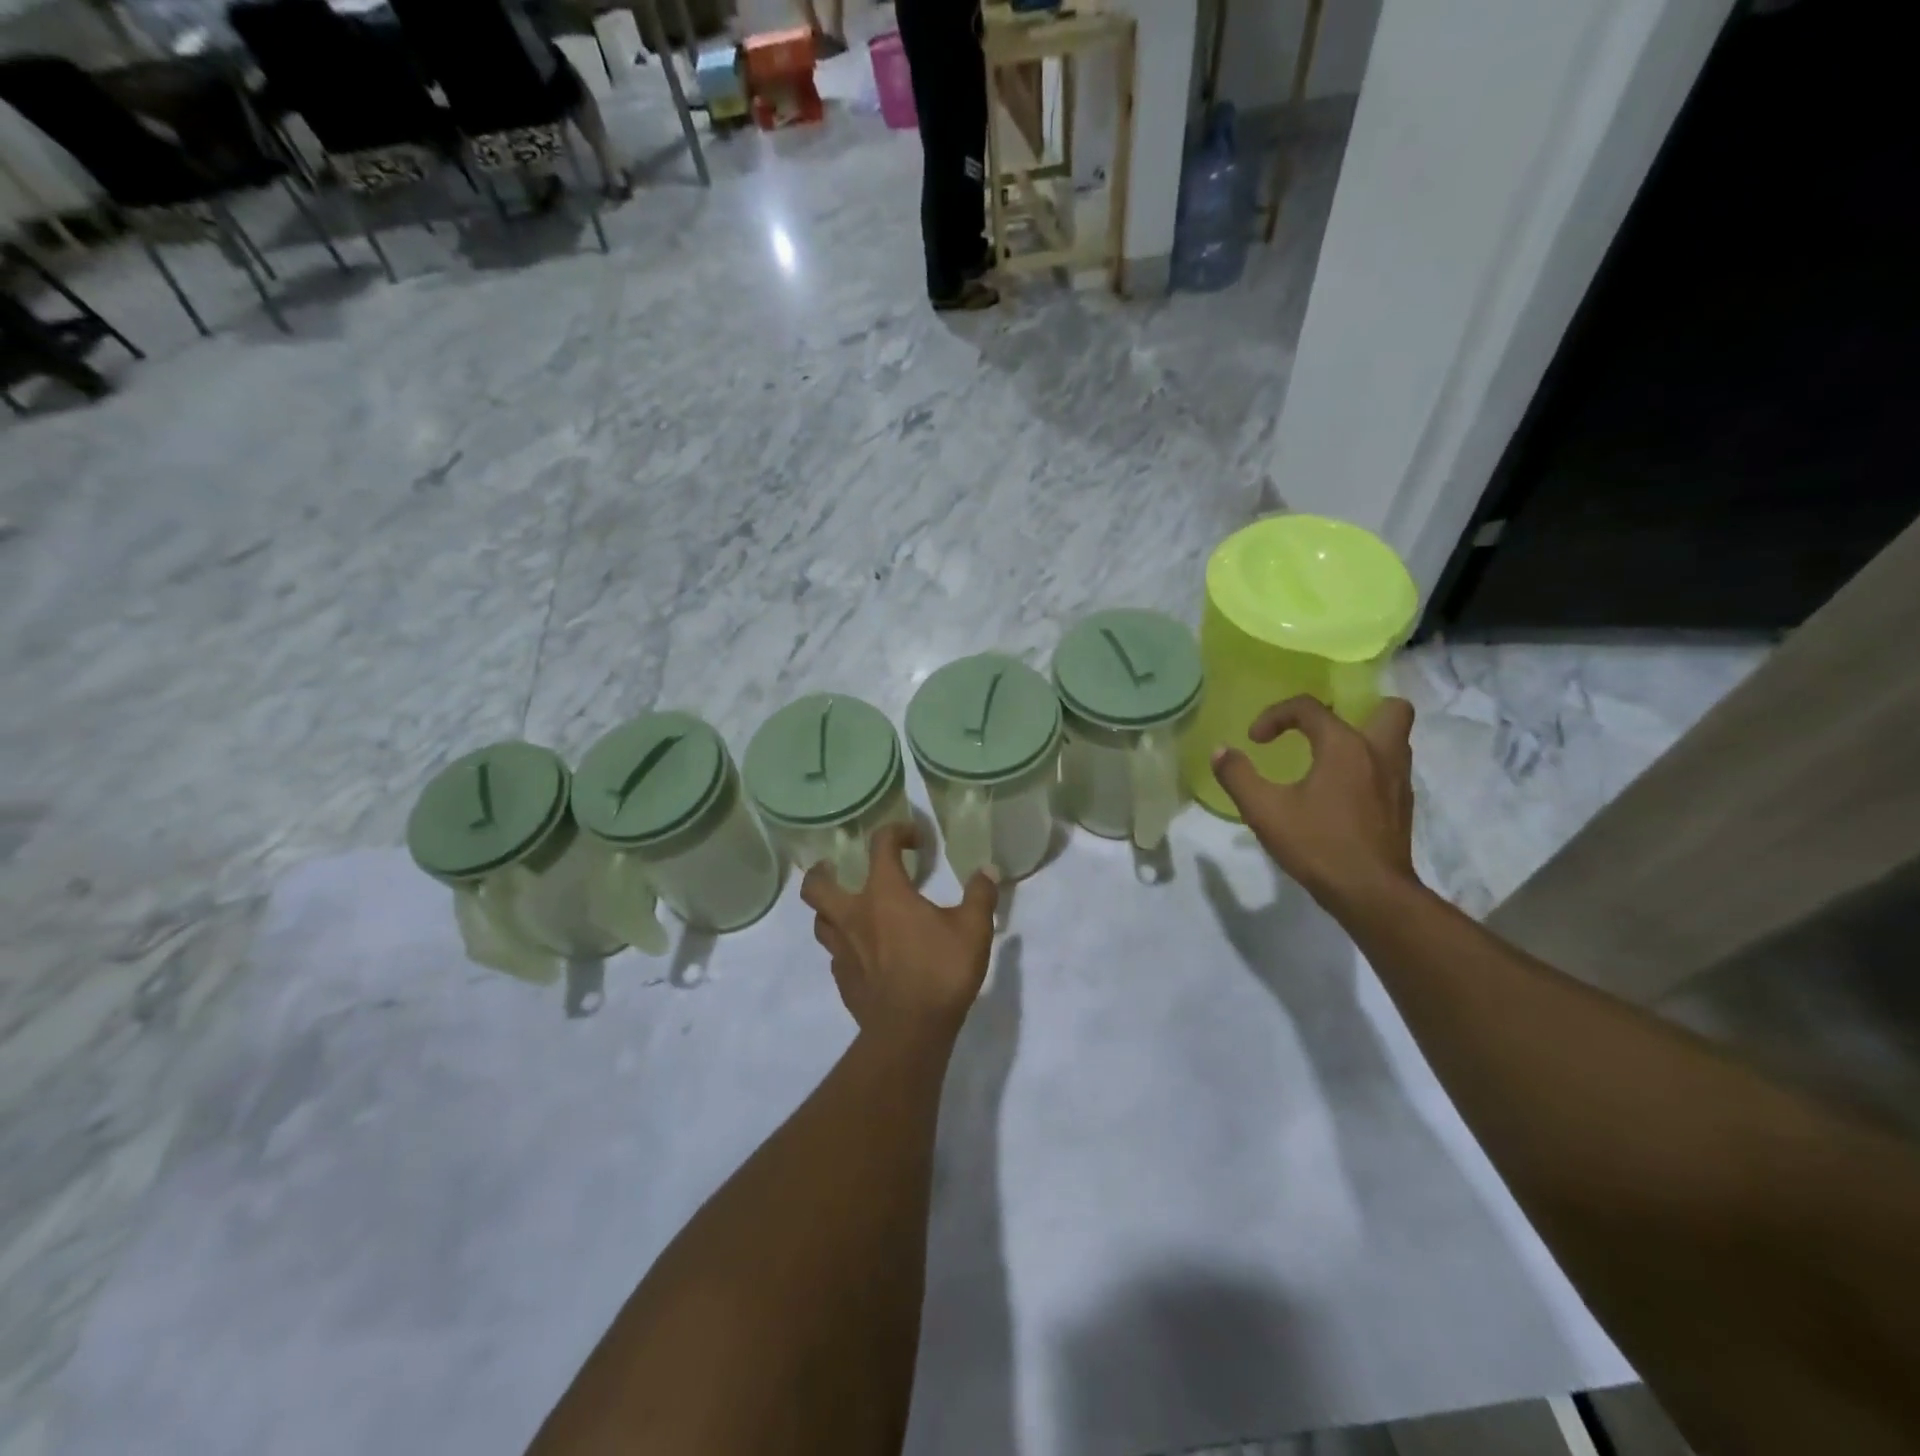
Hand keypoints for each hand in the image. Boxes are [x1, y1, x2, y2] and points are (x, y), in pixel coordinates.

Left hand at [801, 822, 999, 1045]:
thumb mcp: (973, 929)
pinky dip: (845, 946)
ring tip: (849, 910)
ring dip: (829, 911)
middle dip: (822, 872)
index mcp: (884, 893)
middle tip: (837, 869)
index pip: (880, 845)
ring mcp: (842, 950)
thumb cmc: (941, 971)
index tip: (915, 839)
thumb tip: (987, 871)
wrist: (909, 1031)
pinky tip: (865, 954)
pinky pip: (835, 954)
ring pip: (820, 921)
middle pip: (816, 886)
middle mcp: (854, 915)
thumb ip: (980, 895)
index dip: (896, 832)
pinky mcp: (842, 979)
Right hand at [1209, 695, 1419, 914]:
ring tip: (1332, 758)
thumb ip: (1237, 776)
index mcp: (1344, 746)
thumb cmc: (1317, 845)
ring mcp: (1398, 780)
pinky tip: (1344, 792)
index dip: (1275, 716)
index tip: (1255, 741)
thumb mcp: (1264, 811)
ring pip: (1396, 739)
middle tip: (1324, 731)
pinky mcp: (1403, 806)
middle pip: (1389, 708)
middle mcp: (1379, 753)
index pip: (1310, 707)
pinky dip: (1370, 769)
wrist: (1371, 893)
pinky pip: (1392, 769)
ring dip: (1366, 739)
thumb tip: (1221, 751)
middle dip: (1357, 709)